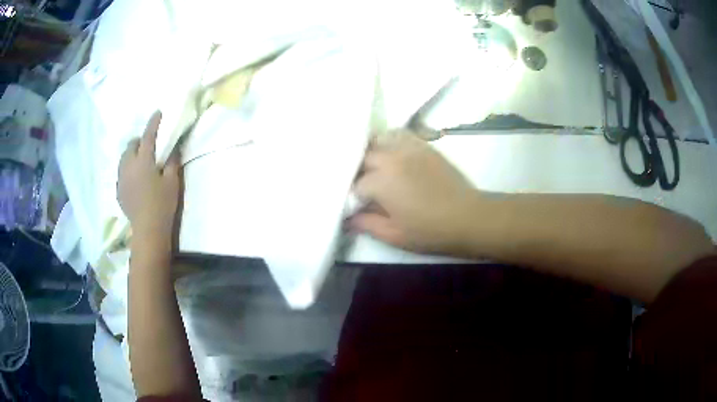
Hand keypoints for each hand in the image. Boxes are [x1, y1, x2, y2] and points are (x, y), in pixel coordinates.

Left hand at [118, 112, 181, 239]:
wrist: (148, 229)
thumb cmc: (163, 204)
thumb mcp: (172, 181)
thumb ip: (172, 161)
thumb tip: (173, 146)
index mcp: (144, 160)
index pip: (148, 135)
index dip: (153, 123)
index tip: (157, 113)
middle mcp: (129, 166)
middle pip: (131, 145)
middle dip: (139, 140)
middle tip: (148, 144)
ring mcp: (121, 178)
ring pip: (123, 158)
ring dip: (131, 154)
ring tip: (139, 160)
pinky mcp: (119, 190)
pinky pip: (121, 173)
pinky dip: (127, 169)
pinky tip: (134, 178)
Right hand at [350, 131, 481, 254]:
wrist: (467, 218)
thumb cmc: (430, 231)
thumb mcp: (394, 235)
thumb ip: (366, 224)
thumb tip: (347, 218)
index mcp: (381, 182)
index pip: (355, 184)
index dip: (354, 197)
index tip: (357, 206)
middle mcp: (391, 159)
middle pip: (363, 157)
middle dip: (358, 172)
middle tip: (363, 187)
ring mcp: (408, 149)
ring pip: (378, 140)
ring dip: (371, 152)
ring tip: (373, 167)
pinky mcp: (424, 146)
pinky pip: (400, 135)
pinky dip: (390, 141)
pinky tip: (392, 154)